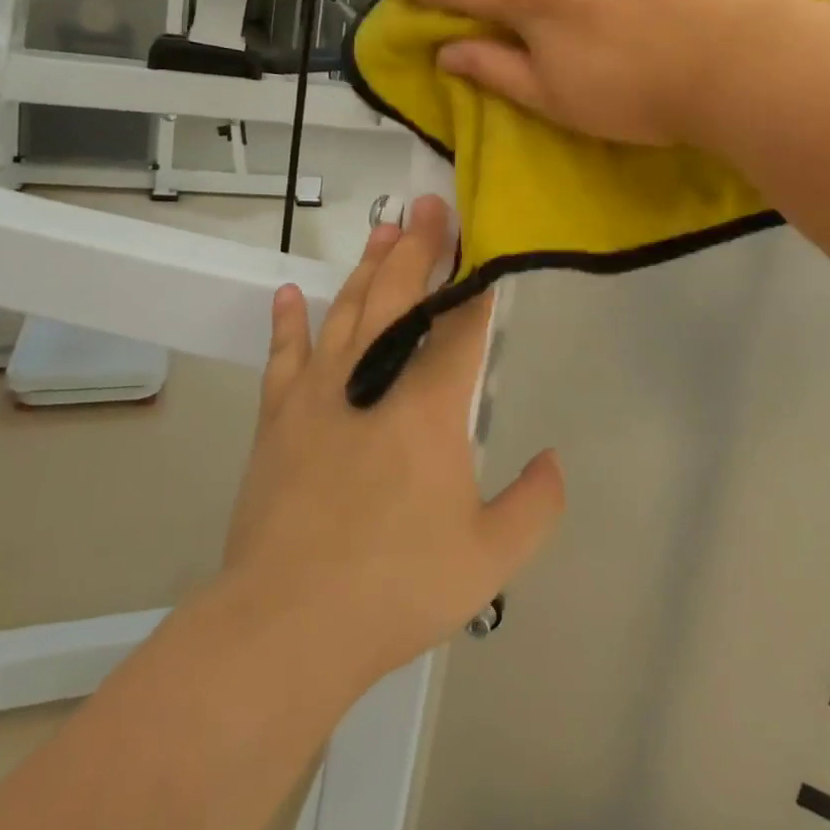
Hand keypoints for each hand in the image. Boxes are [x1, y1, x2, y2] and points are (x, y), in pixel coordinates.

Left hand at [222, 195, 565, 685]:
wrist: (287, 625)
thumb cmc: (396, 587)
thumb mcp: (490, 559)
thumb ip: (535, 505)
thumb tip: (552, 459)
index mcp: (429, 407)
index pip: (461, 327)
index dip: (475, 284)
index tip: (480, 245)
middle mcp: (375, 381)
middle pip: (401, 296)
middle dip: (419, 246)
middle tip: (429, 205)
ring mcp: (320, 393)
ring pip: (348, 311)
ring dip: (368, 267)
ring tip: (383, 228)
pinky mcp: (278, 417)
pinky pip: (284, 355)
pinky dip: (288, 321)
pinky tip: (291, 293)